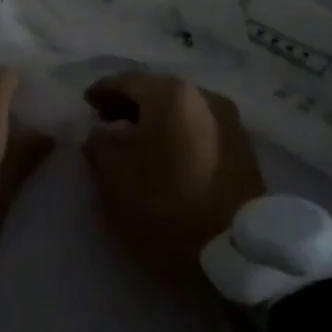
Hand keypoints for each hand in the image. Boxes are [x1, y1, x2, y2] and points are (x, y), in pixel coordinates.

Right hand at [83, 72, 264, 274]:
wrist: (237, 250)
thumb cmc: (166, 207)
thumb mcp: (115, 179)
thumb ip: (101, 146)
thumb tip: (102, 133)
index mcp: (171, 95)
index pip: (128, 81)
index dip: (103, 90)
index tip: (86, 103)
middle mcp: (204, 97)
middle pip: (158, 91)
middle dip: (130, 104)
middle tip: (107, 121)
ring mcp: (230, 121)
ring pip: (182, 110)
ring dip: (156, 120)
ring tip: (136, 141)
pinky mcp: (244, 148)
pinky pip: (200, 127)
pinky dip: (178, 133)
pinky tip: (166, 154)